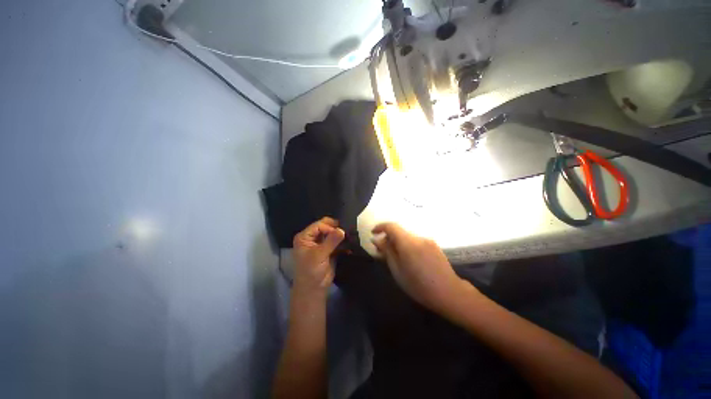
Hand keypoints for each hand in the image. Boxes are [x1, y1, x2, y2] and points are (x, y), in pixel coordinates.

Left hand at [292, 217, 345, 293]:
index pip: (319, 225)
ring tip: (351, 236)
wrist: (313, 289)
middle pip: (325, 228)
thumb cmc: (311, 271)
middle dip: (336, 229)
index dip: (329, 227)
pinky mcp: (328, 250)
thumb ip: (331, 241)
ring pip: (332, 234)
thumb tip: (342, 229)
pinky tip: (349, 245)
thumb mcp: (319, 255)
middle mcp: (312, 238)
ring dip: (340, 236)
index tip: (340, 233)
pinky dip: (342, 244)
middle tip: (347, 231)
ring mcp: (320, 244)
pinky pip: (336, 243)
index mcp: (305, 237)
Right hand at [372, 223, 472, 313]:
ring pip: (407, 236)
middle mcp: (418, 237)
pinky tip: (409, 259)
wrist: (449, 293)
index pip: (391, 226)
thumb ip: (387, 252)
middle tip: (382, 251)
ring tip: (395, 257)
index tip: (373, 233)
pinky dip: (408, 245)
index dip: (380, 227)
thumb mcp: (397, 271)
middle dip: (388, 237)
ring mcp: (428, 240)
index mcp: (408, 243)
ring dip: (398, 242)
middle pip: (399, 231)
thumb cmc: (419, 286)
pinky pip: (416, 241)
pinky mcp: (434, 245)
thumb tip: (376, 239)